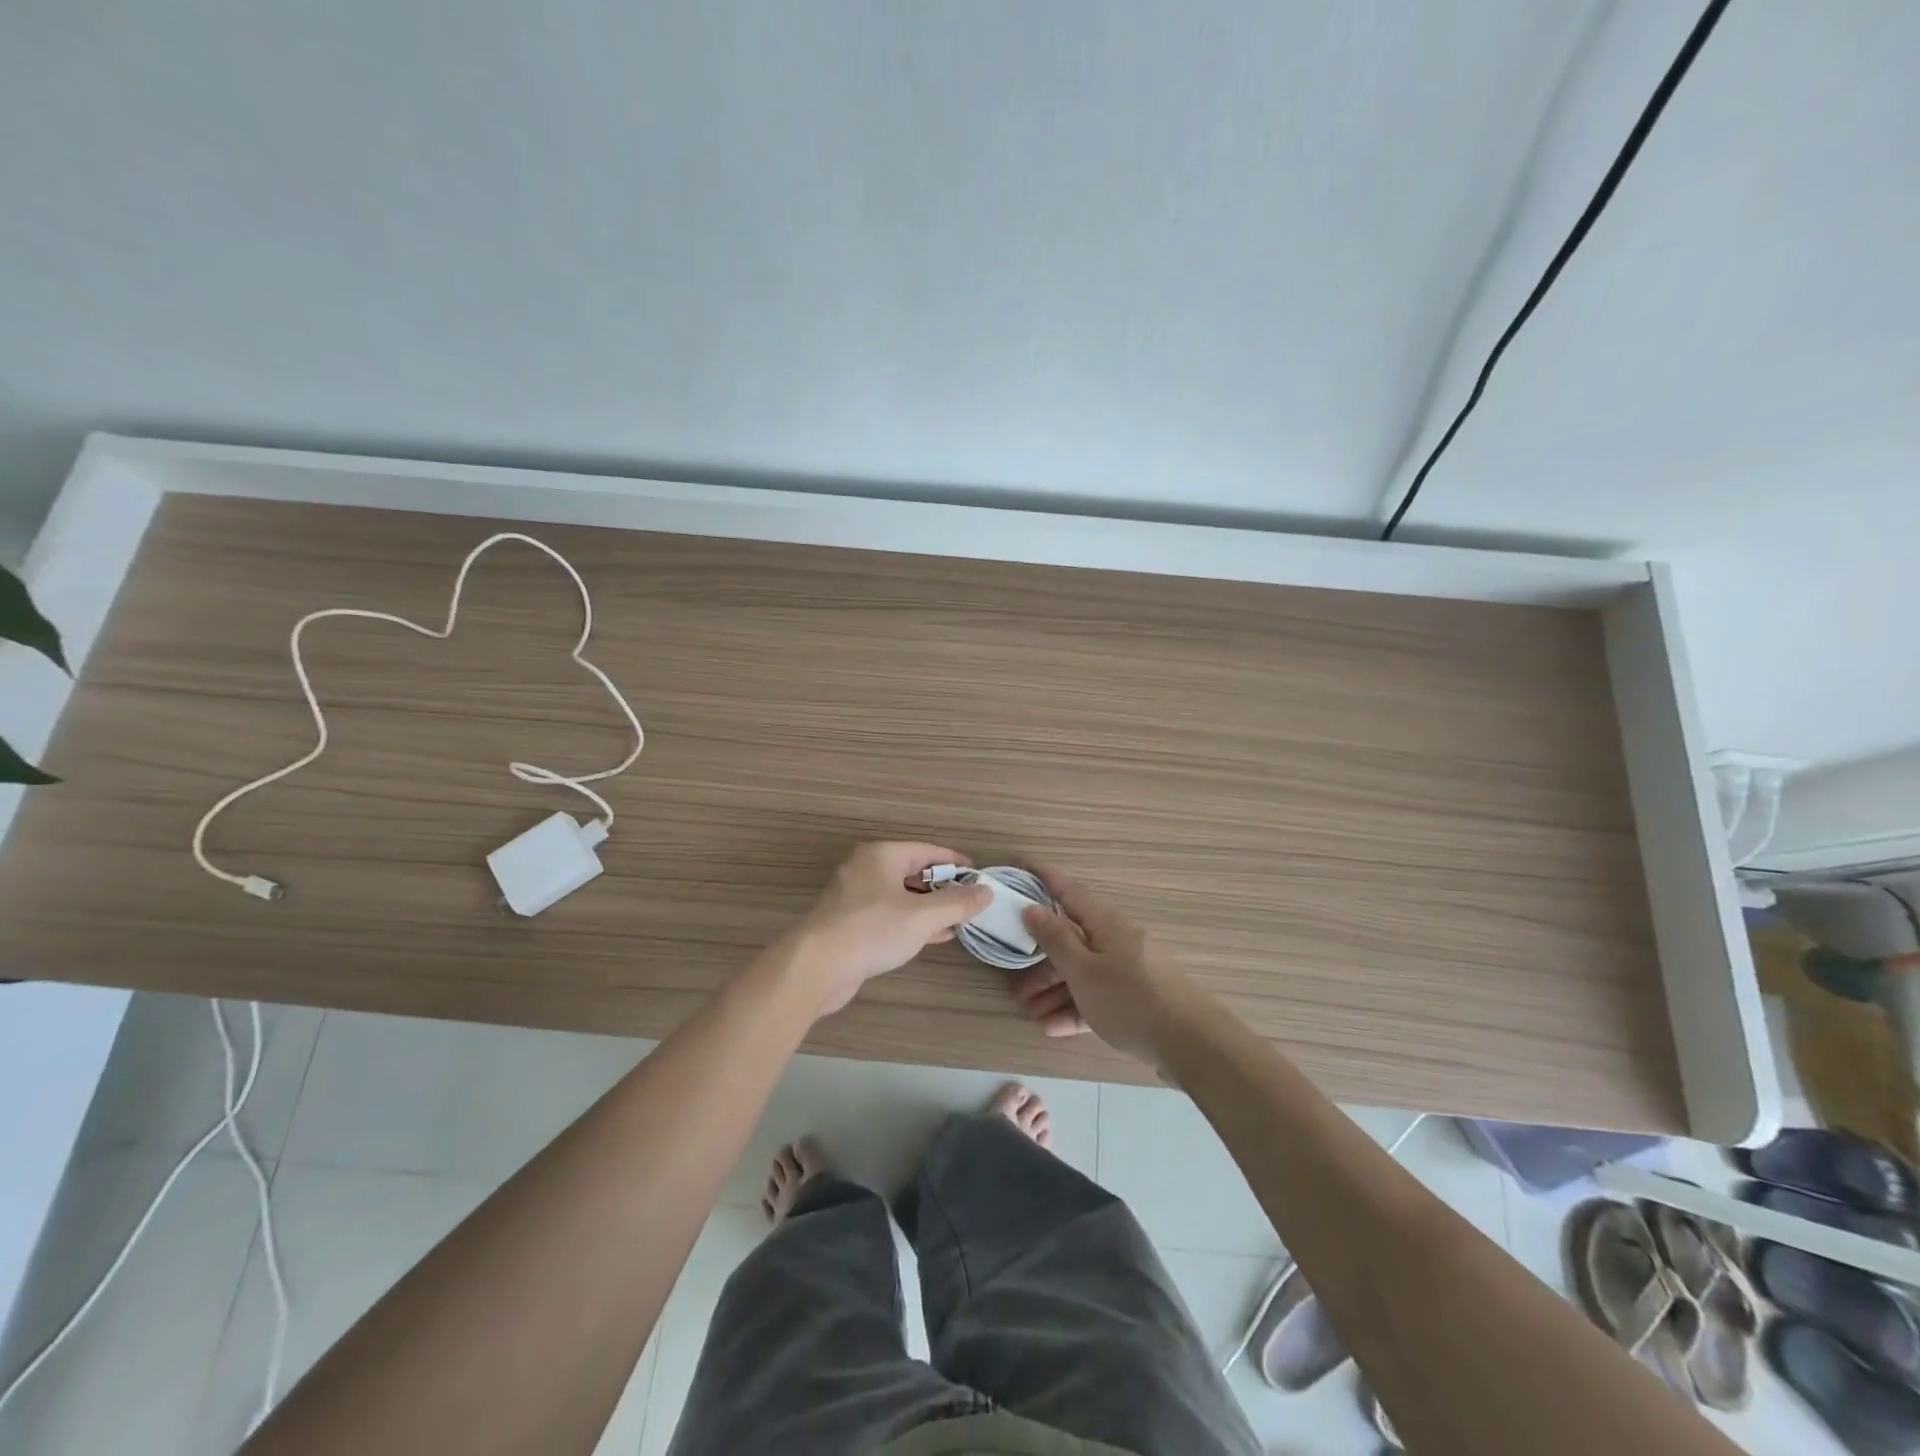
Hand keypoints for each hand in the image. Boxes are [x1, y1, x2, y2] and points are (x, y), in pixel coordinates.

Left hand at [780, 842, 992, 1015]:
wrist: (816, 965)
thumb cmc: (872, 930)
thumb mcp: (923, 916)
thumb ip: (957, 903)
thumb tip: (986, 891)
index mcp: (882, 855)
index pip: (927, 851)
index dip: (955, 862)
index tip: (979, 875)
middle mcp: (866, 869)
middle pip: (913, 872)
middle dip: (943, 888)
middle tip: (971, 902)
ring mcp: (854, 897)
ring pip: (901, 896)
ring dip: (929, 908)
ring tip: (958, 921)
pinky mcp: (849, 924)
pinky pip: (888, 916)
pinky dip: (911, 923)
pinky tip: (933, 937)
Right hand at [1012, 873, 1208, 1066]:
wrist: (1192, 1045)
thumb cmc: (1130, 999)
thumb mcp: (1084, 971)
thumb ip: (1055, 939)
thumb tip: (1032, 907)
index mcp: (1105, 924)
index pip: (1069, 892)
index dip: (1046, 879)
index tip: (1023, 868)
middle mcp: (1117, 941)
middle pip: (1071, 941)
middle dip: (1040, 961)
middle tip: (1012, 982)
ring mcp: (1128, 972)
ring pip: (1082, 973)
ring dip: (1053, 991)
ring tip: (1028, 1012)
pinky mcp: (1136, 1002)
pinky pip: (1097, 998)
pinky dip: (1074, 1009)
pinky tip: (1052, 1028)